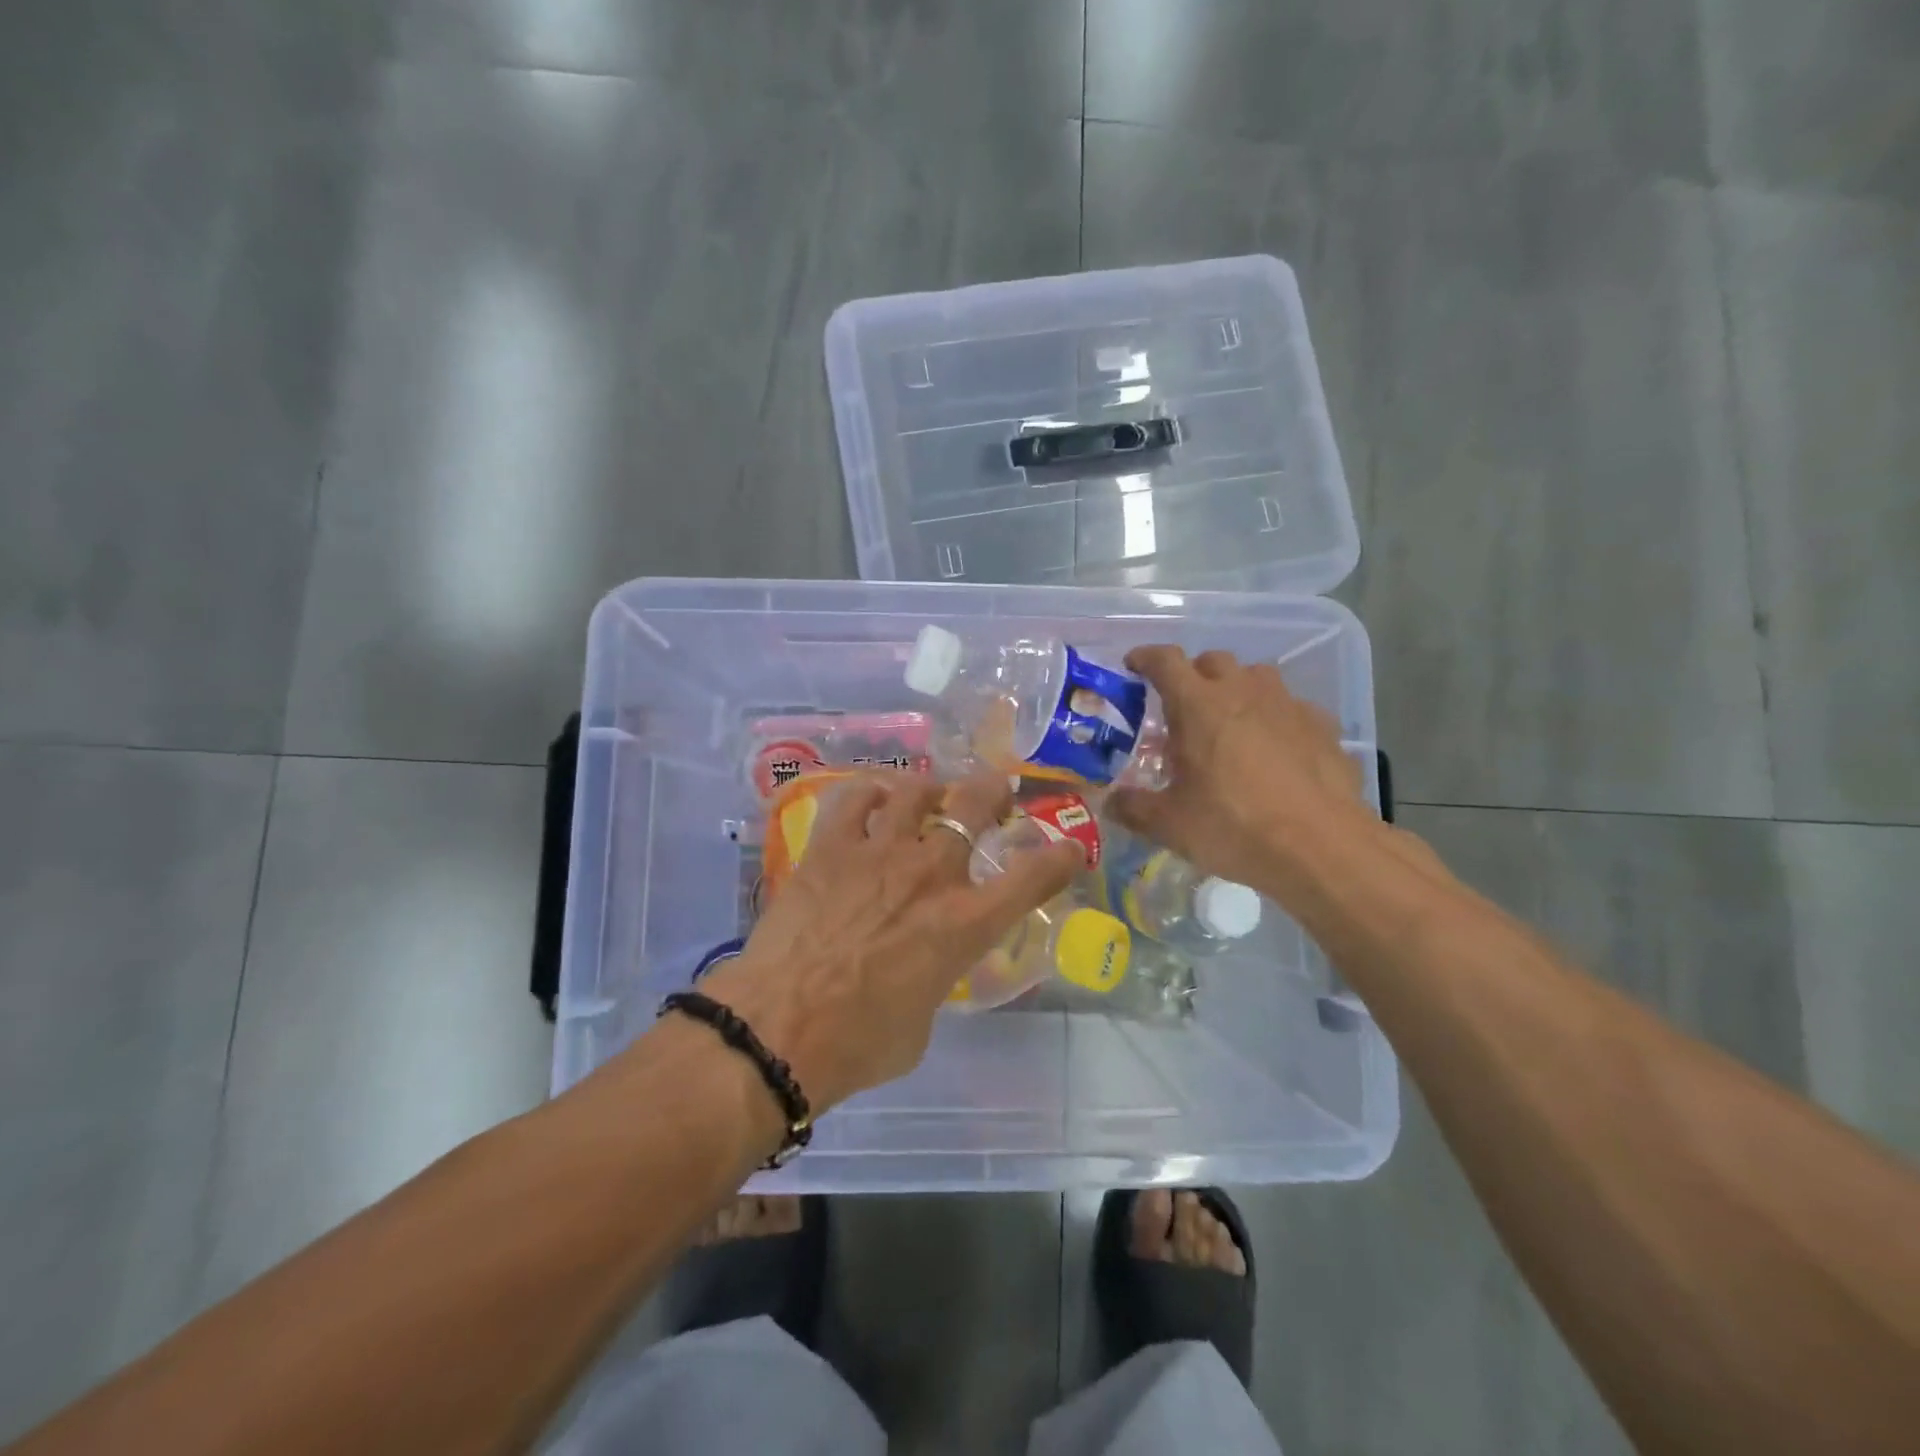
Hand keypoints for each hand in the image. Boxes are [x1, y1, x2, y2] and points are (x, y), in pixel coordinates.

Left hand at [700, 771, 1081, 1111]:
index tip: (1069, 849)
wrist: (778, 1031)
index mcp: (965, 923)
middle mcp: (931, 873)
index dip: (1060, 856)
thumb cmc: (859, 1045)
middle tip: (995, 794)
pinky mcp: (830, 847)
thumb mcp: (922, 1021)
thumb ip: (935, 976)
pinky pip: (854, 797)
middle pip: (975, 804)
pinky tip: (872, 798)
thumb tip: (923, 965)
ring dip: (932, 787)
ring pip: (917, 789)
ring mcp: (878, 852)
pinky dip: (869, 792)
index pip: (1034, 876)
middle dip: (994, 791)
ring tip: (930, 793)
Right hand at [1108, 645, 1375, 896]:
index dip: (1145, 658)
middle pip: (1212, 660)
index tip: (1134, 666)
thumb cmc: (1234, 827)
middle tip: (1182, 707)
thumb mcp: (1169, 825)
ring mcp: (1288, 705)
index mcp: (1198, 705)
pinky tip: (1275, 749)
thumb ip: (1133, 808)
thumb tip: (1110, 803)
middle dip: (1193, 674)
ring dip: (1237, 689)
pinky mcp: (1323, 726)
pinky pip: (1291, 707)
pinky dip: (1275, 717)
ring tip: (1229, 723)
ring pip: (1256, 676)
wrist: (1322, 848)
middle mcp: (1243, 691)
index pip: (1165, 660)